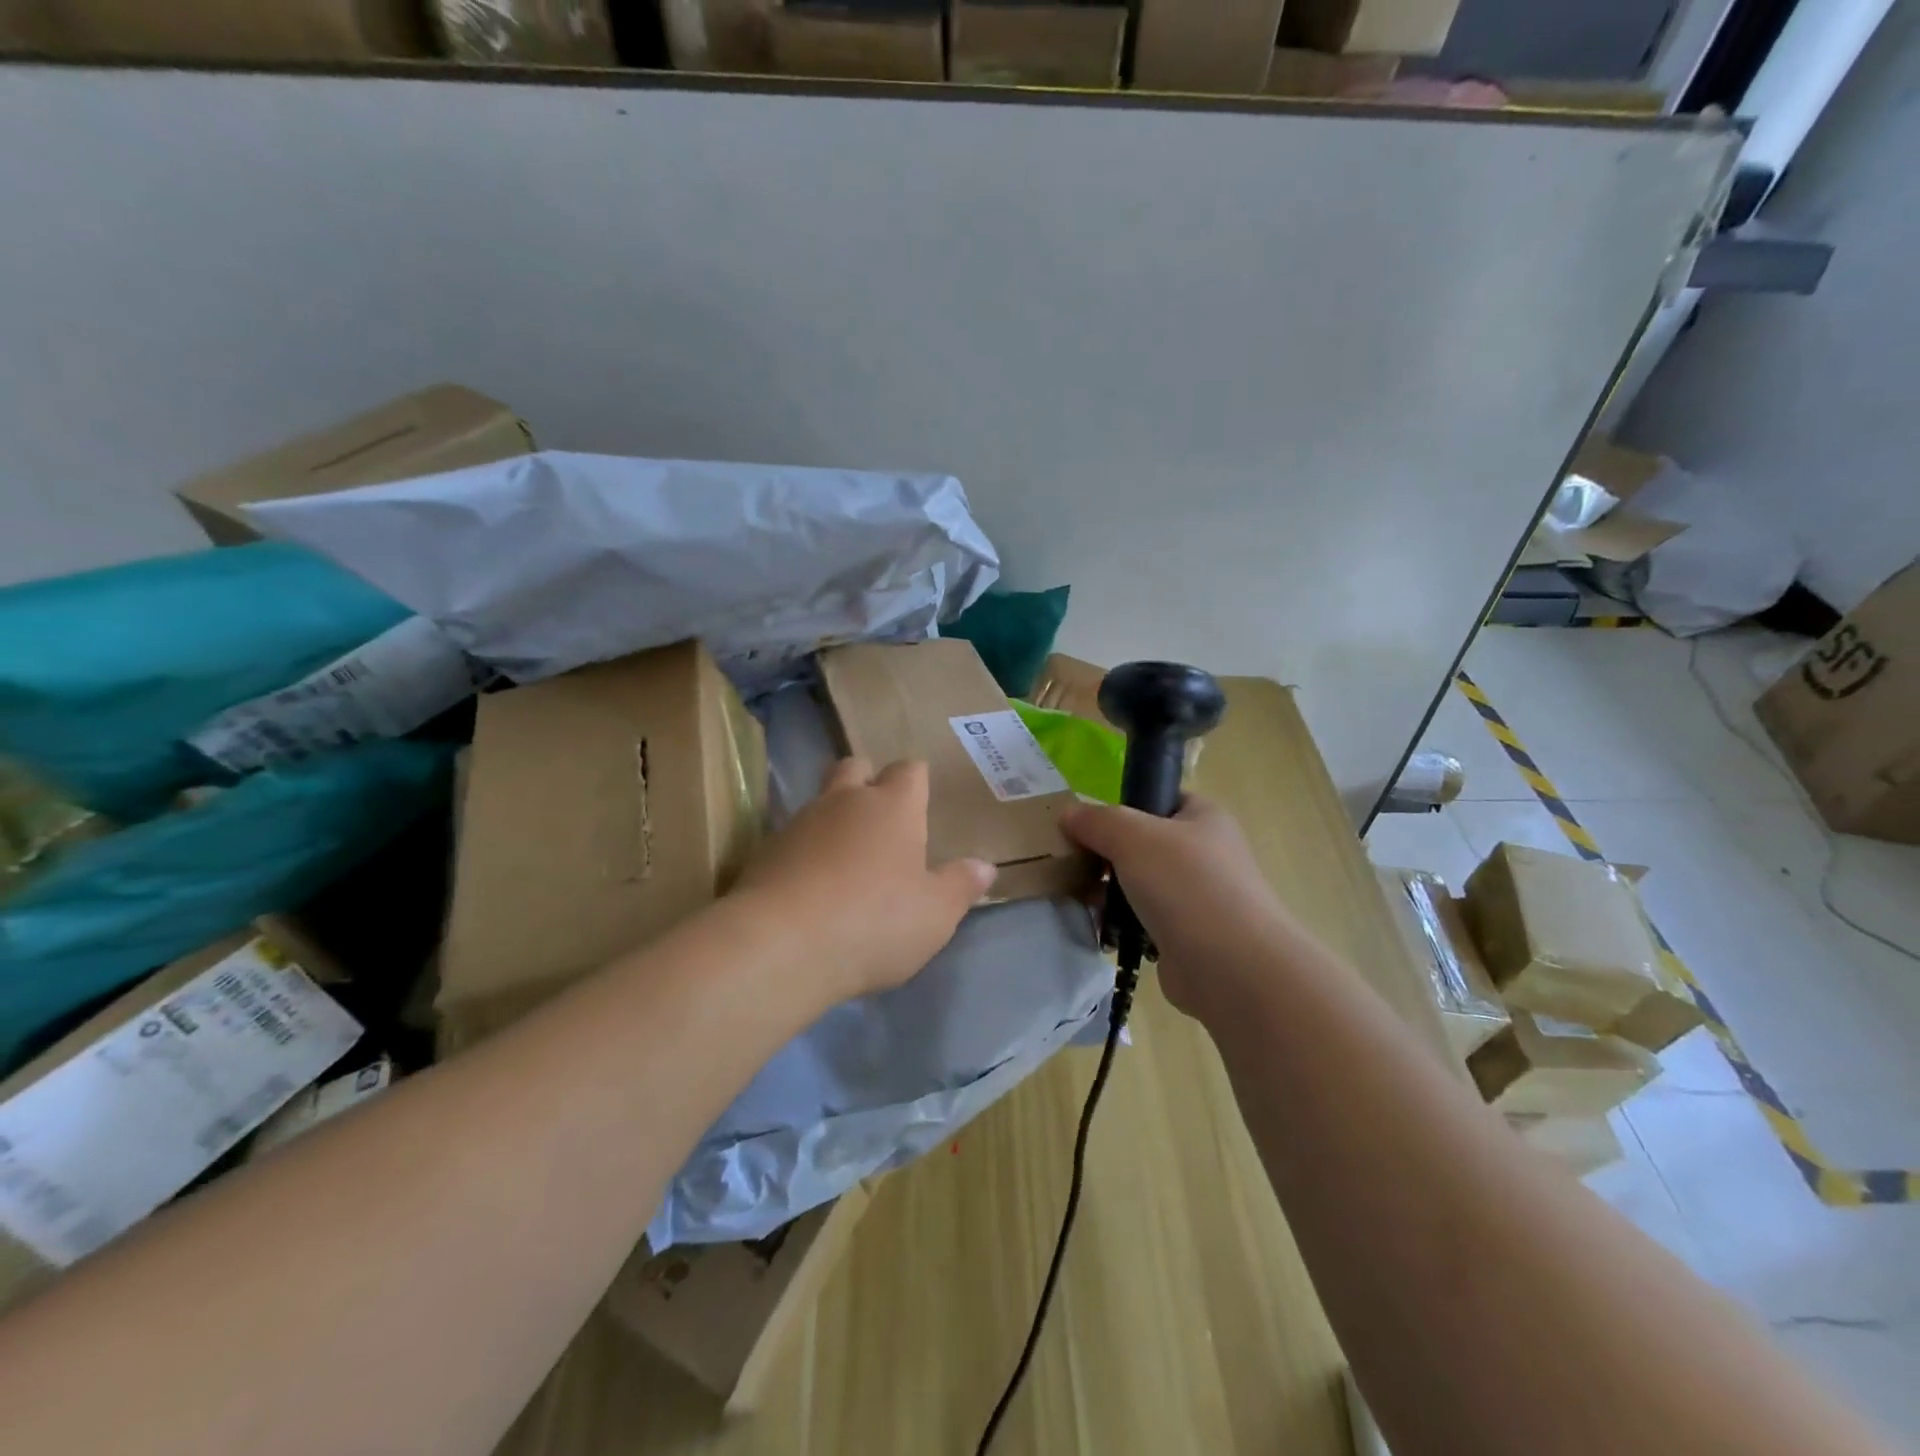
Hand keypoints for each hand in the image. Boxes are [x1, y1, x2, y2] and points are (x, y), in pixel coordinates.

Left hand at [736, 758, 996, 1002]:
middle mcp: (845, 802)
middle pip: (855, 767)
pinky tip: (812, 885)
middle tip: (880, 816)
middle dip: (868, 780)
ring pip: (821, 801)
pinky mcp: (765, 852)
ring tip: (846, 858)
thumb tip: (984, 867)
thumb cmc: (874, 922)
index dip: (917, 781)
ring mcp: (799, 823)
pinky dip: (806, 851)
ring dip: (834, 818)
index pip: (909, 770)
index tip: (922, 801)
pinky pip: (793, 838)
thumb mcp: (934, 915)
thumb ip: (960, 886)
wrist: (781, 945)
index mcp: (893, 807)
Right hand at [1060, 795, 1292, 1019]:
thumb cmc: (1185, 884)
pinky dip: (1123, 926)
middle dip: (1107, 855)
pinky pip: (1144, 921)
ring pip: (1140, 885)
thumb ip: (1096, 821)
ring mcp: (1198, 898)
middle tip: (1077, 866)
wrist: (1231, 968)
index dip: (1124, 806)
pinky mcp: (1187, 937)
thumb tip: (1069, 814)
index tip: (1089, 825)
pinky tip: (1103, 930)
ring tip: (1085, 901)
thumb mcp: (1131, 836)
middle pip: (1143, 844)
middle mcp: (1206, 854)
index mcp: (1204, 818)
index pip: (1160, 799)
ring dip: (1110, 893)